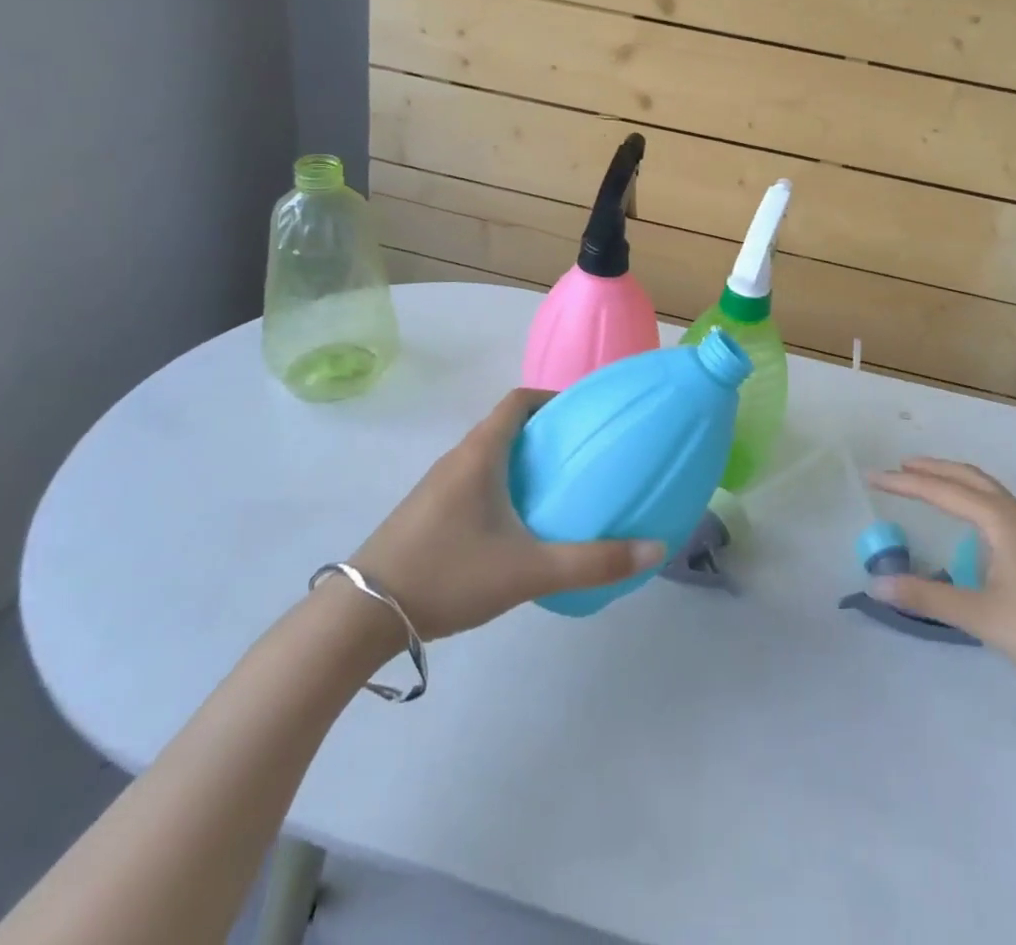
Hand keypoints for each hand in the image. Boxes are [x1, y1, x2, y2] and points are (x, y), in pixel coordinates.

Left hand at [350, 388, 665, 639]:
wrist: (360, 616)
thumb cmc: (448, 573)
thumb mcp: (529, 570)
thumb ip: (594, 562)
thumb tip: (655, 548)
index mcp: (480, 454)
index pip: (518, 401)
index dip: (552, 398)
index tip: (584, 415)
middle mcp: (457, 460)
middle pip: (505, 427)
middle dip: (544, 433)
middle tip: (583, 454)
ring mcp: (436, 488)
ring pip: (488, 457)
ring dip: (521, 462)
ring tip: (558, 488)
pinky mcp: (426, 514)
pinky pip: (473, 482)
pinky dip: (501, 486)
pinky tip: (517, 526)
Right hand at [868, 458, 1015, 695]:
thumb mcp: (980, 615)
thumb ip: (926, 597)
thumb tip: (875, 584)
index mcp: (1001, 519)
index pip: (942, 491)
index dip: (904, 483)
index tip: (873, 477)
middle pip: (969, 477)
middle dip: (933, 469)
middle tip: (900, 467)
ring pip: (989, 491)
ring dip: (956, 482)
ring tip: (931, 486)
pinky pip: (1001, 507)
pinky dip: (975, 500)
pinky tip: (974, 525)